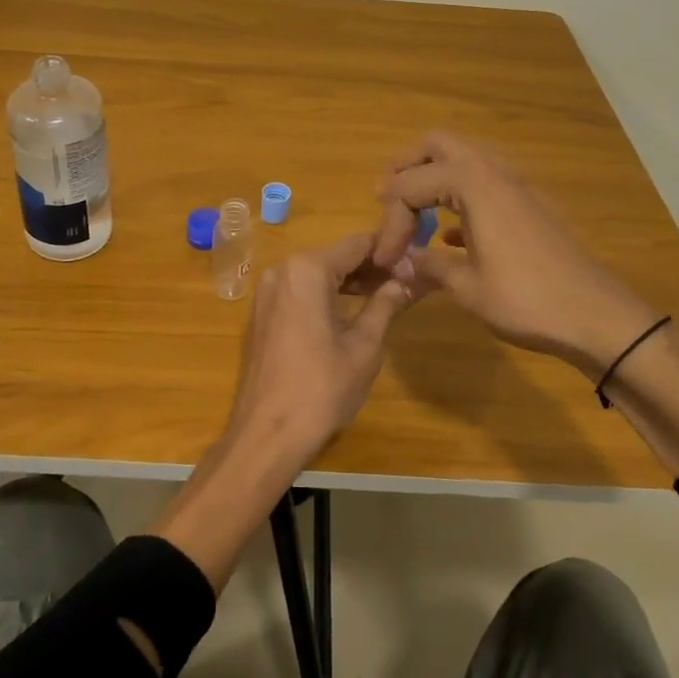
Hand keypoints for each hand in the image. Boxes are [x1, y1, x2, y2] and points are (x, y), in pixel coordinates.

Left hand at [225, 232, 418, 467]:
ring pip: (317, 274)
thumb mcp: (364, 346)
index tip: (417, 261)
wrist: (266, 433)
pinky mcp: (261, 314)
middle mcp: (282, 270)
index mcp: (307, 269)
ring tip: (386, 295)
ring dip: (349, 282)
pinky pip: (300, 292)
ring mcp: (267, 292)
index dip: (390, 251)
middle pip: (336, 257)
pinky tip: (350, 311)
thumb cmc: (321, 388)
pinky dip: (325, 296)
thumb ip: (386, 305)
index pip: (357, 244)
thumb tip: (407, 281)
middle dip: (371, 267)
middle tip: (408, 280)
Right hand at [369, 131, 657, 376]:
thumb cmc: (528, 301)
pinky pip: (485, 184)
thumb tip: (405, 263)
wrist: (598, 317)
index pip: (412, 186)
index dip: (390, 220)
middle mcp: (495, 173)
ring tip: (414, 212)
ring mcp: (518, 187)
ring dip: (434, 177)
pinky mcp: (531, 206)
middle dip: (406, 166)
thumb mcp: (467, 288)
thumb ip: (430, 266)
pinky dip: (460, 196)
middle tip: (386, 198)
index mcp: (474, 185)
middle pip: (438, 145)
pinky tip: (449, 236)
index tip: (385, 258)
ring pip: (466, 159)